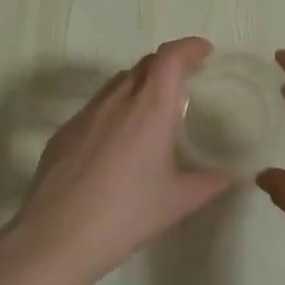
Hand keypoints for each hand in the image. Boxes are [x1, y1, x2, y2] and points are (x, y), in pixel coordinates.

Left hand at [6, 37, 233, 284]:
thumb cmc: (126, 214)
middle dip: (167, 63)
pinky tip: (118, 142)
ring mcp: (85, 115)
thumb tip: (228, 177)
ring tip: (152, 109)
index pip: (170, 58)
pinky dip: (115, 108)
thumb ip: (207, 184)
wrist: (57, 236)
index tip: (203, 51)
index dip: (188, 47)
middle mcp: (116, 102)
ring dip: (139, 84)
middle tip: (185, 80)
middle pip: (144, 64)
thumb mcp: (176, 202)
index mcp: (149, 109)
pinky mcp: (64, 133)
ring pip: (117, 83)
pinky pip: (96, 107)